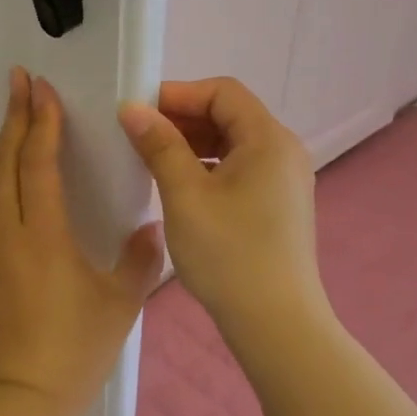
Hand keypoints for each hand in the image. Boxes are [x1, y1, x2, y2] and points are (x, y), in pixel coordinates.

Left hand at [0, 68, 164, 415]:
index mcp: (42, 234)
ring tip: (21, 127)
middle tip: (19, 81)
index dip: (41, 121)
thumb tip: (150, 228)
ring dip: (7, 152)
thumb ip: (140, 258)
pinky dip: (3, 191)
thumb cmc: (76, 348)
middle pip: (5, 162)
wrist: (20, 400)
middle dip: (14, 117)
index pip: (38, 162)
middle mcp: (4, 233)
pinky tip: (17, 197)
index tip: (40, 87)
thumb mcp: (121, 302)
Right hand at [118, 76, 325, 336]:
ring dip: (192, 143)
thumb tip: (132, 108)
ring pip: (233, 143)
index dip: (178, 93)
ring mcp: (284, 180)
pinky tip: (179, 186)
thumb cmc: (228, 254)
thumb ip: (159, 145)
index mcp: (268, 139)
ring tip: (152, 159)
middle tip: (138, 135)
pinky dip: (208, 166)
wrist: (276, 324)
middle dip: (182, 118)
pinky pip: (240, 168)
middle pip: (230, 114)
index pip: (222, 91)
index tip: (138, 111)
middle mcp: (283, 151)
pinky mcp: (278, 205)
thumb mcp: (185, 195)